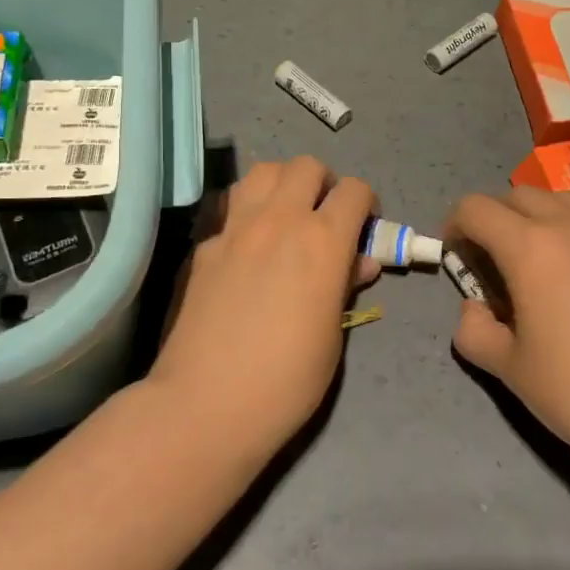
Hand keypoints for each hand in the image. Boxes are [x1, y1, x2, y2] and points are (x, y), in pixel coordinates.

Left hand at [152, 157, 377, 456]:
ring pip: (263, 171)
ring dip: (282, 183)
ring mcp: (235, 227)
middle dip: (324, 183)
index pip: (354, 190)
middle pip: (306, 166)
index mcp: (322, 241)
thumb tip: (359, 261)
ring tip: (285, 216)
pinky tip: (246, 244)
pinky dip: (247, 210)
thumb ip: (345, 286)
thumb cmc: (286, 381)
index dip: (366, 204)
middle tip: (324, 216)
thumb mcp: (333, 336)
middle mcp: (279, 220)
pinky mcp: (204, 244)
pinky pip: (230, 205)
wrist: (206, 403)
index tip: (364, 227)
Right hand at [446, 187, 569, 469]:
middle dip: (494, 217)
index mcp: (531, 248)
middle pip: (518, 195)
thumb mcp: (509, 369)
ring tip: (536, 261)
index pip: (477, 209)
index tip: (455, 254)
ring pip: (561, 201)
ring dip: (535, 217)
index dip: (455, 225)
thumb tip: (475, 309)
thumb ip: (474, 330)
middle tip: (491, 260)